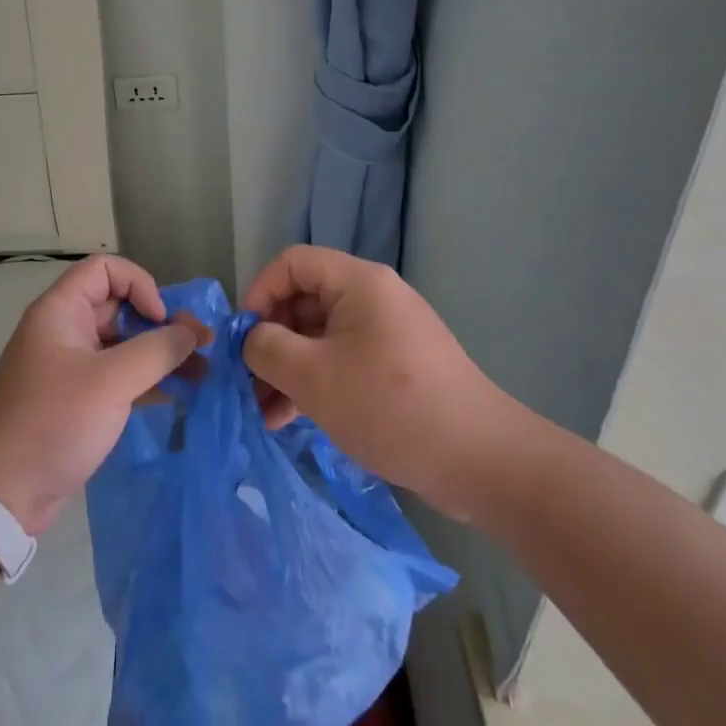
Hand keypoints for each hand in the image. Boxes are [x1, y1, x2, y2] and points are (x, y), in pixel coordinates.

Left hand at [0, 256, 207, 535]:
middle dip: (163, 323)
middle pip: (120, 307)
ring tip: (204, 372)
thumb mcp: (110, 382)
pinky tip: (182, 393)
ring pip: (125, 345)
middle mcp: (66, 331)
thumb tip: (191, 334)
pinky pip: (121, 376)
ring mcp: (73, 367)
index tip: (159, 320)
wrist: (0, 493)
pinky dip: (150, 380)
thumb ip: (156, 351)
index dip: (139, 285)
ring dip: (162, 354)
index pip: (105, 270)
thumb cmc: (52, 422)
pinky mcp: (80, 400)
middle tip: (204, 346)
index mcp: (61, 311)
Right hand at [242, 246, 525, 521]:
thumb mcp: (313, 376)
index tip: (244, 337)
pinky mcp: (394, 368)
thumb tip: (251, 339)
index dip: (259, 292)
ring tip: (262, 412)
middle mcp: (373, 299)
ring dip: (286, 369)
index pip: (292, 263)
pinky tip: (288, 420)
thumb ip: (267, 348)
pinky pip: (340, 362)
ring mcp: (385, 334)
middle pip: (303, 301)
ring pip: (318, 337)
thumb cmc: (390, 406)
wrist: (481, 461)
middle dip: (270, 340)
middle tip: (246, 382)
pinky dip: (312, 384)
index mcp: (358, 283)